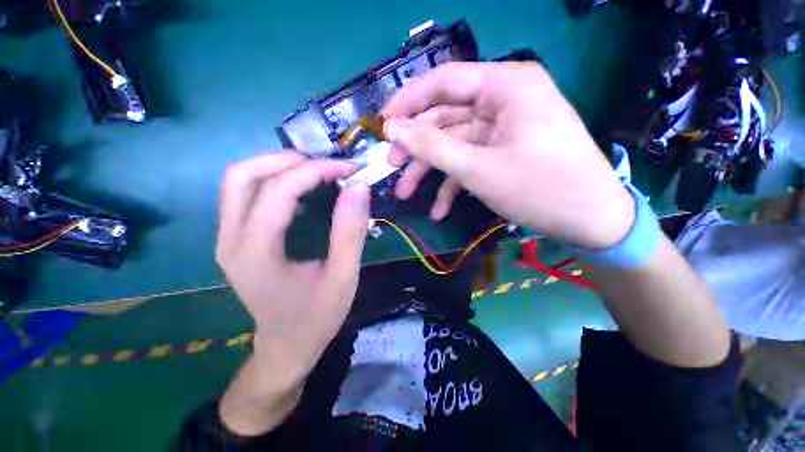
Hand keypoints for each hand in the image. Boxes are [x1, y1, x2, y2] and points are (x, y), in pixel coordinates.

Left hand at [216, 152, 369, 433]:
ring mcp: (227, 239)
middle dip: (288, 161)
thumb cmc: (317, 317)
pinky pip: (246, 195)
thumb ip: (350, 232)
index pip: (279, 191)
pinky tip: (302, 191)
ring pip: (239, 181)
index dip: (316, 171)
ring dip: (278, 167)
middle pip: (243, 176)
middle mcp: (230, 240)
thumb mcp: (344, 277)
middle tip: (326, 167)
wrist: (286, 346)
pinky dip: (274, 181)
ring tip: (316, 173)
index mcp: (256, 253)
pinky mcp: (236, 240)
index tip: (349, 169)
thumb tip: (358, 187)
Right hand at [382, 62, 633, 249]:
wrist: (589, 220)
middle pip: (445, 118)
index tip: (382, 125)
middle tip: (391, 167)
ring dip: (429, 171)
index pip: (443, 81)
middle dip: (416, 147)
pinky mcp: (503, 152)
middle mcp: (503, 100)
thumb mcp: (477, 168)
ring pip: (453, 144)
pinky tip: (439, 209)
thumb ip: (431, 146)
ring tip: (405, 193)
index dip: (408, 102)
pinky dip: (452, 184)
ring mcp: (502, 129)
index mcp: (505, 86)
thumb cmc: (538, 188)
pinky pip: (470, 162)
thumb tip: (392, 129)